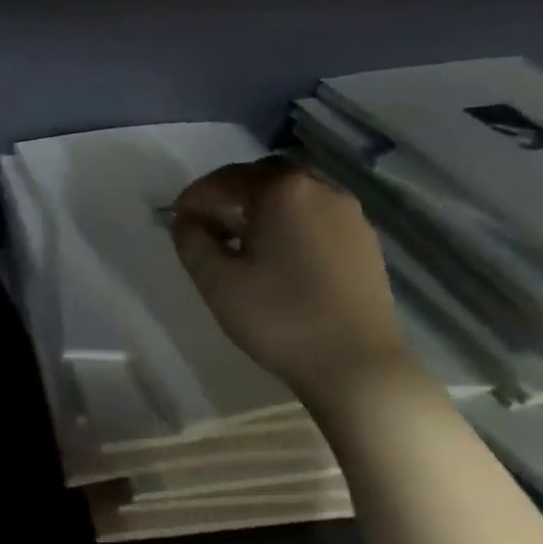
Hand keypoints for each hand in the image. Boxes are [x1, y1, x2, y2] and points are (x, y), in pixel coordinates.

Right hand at [170, 159, 410, 396]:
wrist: (357, 365)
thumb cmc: (279, 318)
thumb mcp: (216, 280)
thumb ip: (191, 240)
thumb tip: (187, 219)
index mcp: (282, 191)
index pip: (226, 179)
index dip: (195, 196)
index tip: (176, 219)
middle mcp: (320, 189)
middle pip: (264, 178)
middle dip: (230, 195)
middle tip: (207, 224)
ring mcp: (349, 214)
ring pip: (294, 196)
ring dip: (262, 208)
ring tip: (241, 241)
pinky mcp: (366, 241)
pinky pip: (317, 216)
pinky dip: (290, 223)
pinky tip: (279, 257)